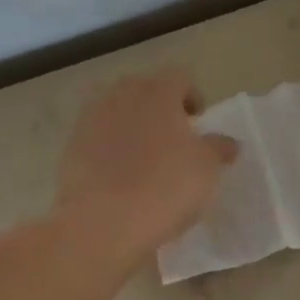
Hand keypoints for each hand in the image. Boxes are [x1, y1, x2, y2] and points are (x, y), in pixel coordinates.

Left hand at [56, 69, 237, 262]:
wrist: (101, 223)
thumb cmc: (165, 187)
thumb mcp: (206, 169)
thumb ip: (219, 148)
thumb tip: (228, 142)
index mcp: (157, 92)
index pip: (179, 77)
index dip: (192, 96)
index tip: (198, 123)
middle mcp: (122, 96)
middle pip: (144, 89)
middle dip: (159, 107)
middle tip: (173, 137)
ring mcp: (91, 120)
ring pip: (117, 111)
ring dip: (132, 125)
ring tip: (145, 157)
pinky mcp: (71, 146)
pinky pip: (97, 136)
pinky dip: (110, 147)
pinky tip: (119, 175)